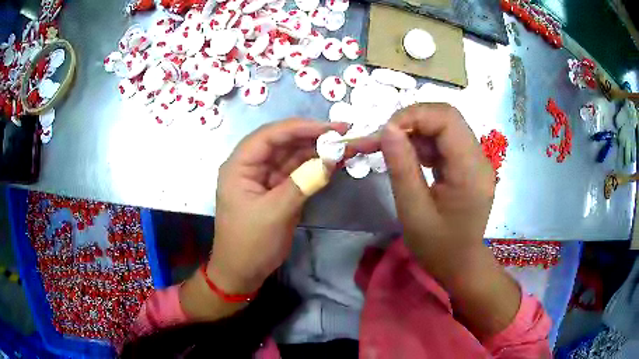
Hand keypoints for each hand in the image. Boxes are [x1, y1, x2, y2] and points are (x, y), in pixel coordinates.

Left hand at [210, 119, 347, 293]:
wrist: (243, 272)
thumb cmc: (250, 244)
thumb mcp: (275, 214)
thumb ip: (302, 184)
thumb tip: (331, 160)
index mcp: (240, 166)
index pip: (270, 136)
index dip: (301, 127)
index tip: (330, 128)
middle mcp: (251, 166)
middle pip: (283, 143)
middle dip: (313, 137)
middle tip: (344, 133)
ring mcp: (265, 178)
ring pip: (292, 156)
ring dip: (317, 151)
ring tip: (345, 145)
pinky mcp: (277, 190)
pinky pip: (296, 172)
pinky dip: (314, 167)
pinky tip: (333, 161)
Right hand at [349, 103, 519, 338]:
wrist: (460, 264)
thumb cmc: (437, 247)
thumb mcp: (413, 211)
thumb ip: (402, 167)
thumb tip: (388, 129)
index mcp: (470, 170)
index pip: (447, 119)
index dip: (413, 116)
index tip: (385, 133)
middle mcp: (479, 158)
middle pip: (447, 116)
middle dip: (413, 120)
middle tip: (386, 138)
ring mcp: (476, 159)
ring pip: (445, 125)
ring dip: (416, 130)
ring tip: (395, 151)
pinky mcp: (469, 164)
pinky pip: (445, 140)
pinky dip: (424, 142)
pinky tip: (412, 159)